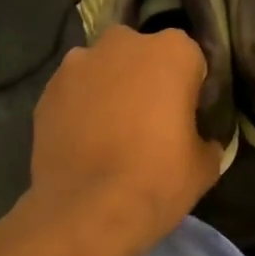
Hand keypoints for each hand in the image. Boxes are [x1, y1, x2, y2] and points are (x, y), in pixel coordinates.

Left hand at [29, 26, 220, 253]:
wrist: (86, 211)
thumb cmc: (157, 180)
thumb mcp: (205, 165)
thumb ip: (206, 139)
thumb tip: (199, 140)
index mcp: (172, 52)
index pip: (190, 59)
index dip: (190, 86)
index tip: (187, 115)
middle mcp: (124, 44)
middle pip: (142, 53)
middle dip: (147, 77)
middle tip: (150, 120)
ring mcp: (79, 63)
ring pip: (104, 68)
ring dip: (110, 88)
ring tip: (112, 131)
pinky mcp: (48, 89)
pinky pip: (75, 90)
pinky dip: (81, 106)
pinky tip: (85, 140)